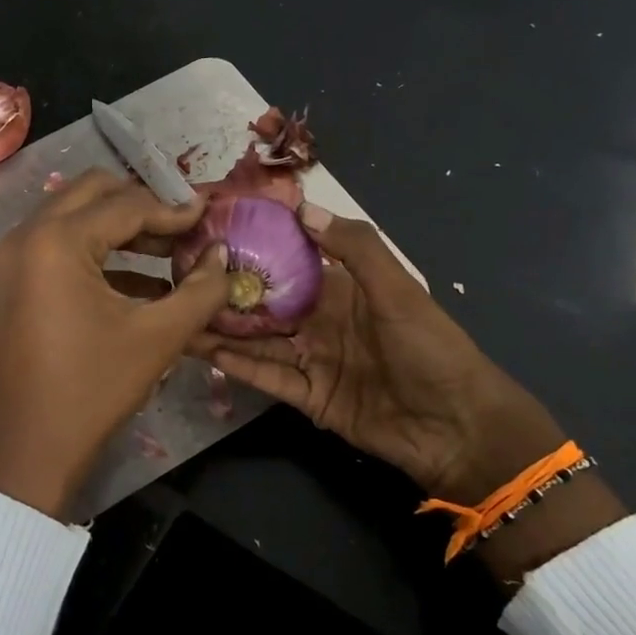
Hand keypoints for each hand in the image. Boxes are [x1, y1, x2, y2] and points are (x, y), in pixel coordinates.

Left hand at [0, 171, 229, 518]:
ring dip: (121, 228)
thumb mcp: (158, 338)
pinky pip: (59, 248)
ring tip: (171, 252)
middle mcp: (26, 236)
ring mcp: (13, 260)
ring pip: (74, 218)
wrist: (28, 450)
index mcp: (56, 241)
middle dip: (143, 205)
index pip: (126, 205)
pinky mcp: (13, 284)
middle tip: (186, 226)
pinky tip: (142, 282)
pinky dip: (99, 254)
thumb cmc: (93, 390)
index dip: (174, 210)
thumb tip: (223, 257)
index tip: (211, 214)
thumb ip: (200, 290)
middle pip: (93, 194)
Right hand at [194, 204, 567, 509]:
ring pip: (258, 340)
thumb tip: (303, 208)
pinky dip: (237, 364)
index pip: (291, 262)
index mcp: (343, 290)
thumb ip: (354, 249)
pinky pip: (267, 375)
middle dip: (228, 292)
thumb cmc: (431, 348)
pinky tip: (202, 350)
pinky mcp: (308, 396)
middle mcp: (321, 321)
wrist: (456, 426)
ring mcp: (313, 360)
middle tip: (179, 276)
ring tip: (179, 313)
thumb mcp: (398, 290)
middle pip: (266, 304)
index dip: (257, 247)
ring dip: (222, 329)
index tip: (215, 231)